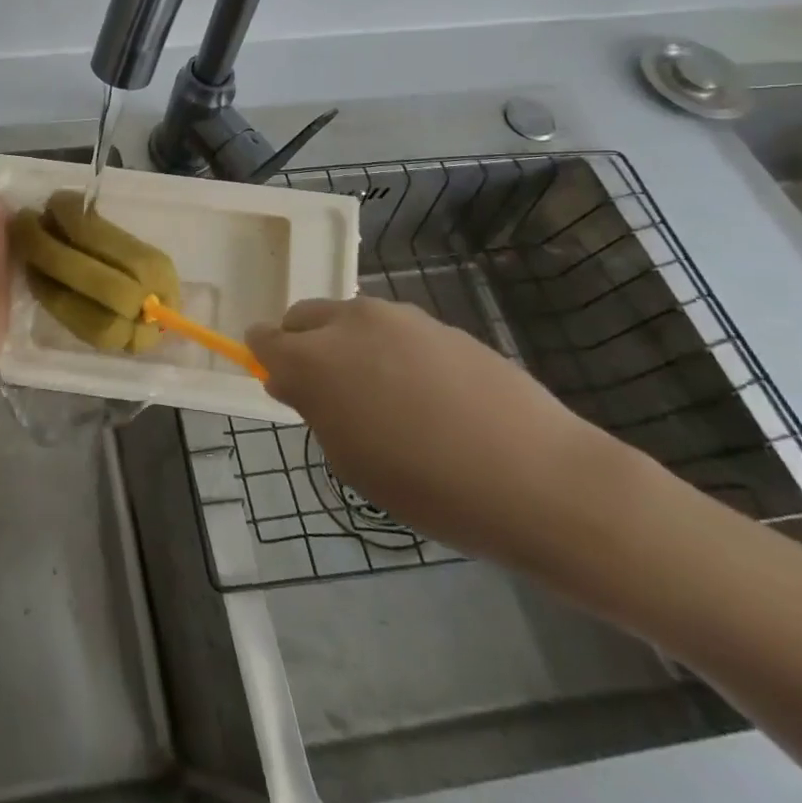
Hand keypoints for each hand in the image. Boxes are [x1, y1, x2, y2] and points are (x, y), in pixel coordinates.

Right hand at [247, 296, 626, 569]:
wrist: (537, 477)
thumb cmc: (428, 486)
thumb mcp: (351, 461)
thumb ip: (314, 411)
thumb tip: (294, 381)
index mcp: (313, 360)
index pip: (264, 338)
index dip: (265, 359)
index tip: (283, 385)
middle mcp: (347, 323)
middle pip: (302, 317)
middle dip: (303, 345)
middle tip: (331, 393)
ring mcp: (396, 316)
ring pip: (349, 319)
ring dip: (348, 345)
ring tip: (386, 396)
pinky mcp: (437, 321)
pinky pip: (393, 328)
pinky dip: (391, 350)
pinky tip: (429, 395)